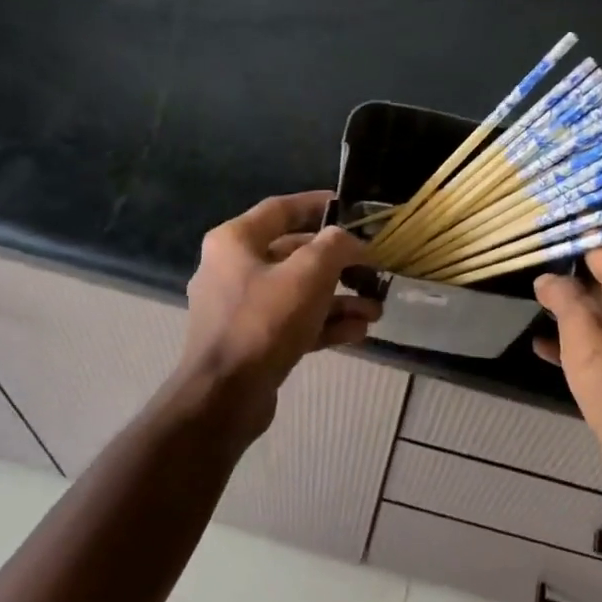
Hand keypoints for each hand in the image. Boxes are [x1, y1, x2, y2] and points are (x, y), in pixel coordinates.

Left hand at [179, 192, 381, 430]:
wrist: (225, 396)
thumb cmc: (264, 322)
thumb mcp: (308, 274)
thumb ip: (336, 246)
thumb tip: (351, 241)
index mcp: (235, 241)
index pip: (281, 209)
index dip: (318, 204)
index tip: (350, 208)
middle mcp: (233, 268)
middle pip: (295, 254)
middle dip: (339, 265)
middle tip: (373, 270)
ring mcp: (241, 308)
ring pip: (298, 293)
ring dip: (339, 299)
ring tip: (375, 310)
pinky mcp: (252, 340)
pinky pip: (293, 322)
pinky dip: (324, 324)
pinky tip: (358, 332)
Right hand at [533, 248, 601, 497]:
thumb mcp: (585, 332)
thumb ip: (565, 297)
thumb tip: (547, 278)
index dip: (573, 238)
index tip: (539, 231)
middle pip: (595, 280)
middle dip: (562, 272)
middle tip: (522, 262)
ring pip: (587, 314)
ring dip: (560, 308)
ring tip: (524, 297)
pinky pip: (585, 346)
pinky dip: (563, 342)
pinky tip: (537, 344)